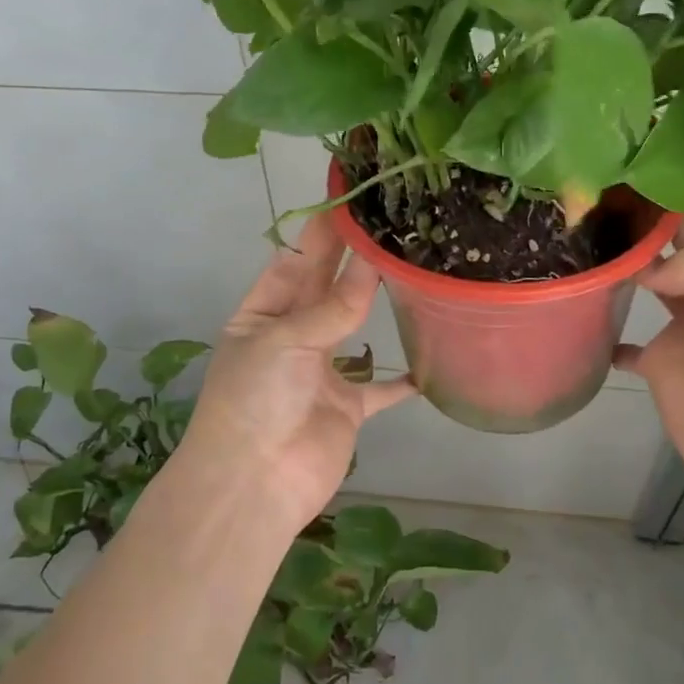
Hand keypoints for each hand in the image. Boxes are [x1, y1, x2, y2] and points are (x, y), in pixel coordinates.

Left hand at [179, 214, 415, 529]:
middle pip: (326, 288)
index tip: (351, 200)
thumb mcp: (285, 340)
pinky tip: (429, 359)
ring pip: (354, 328)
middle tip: (389, 221)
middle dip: (352, 258)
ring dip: (376, 303)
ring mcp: (321, 373)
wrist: (254, 484)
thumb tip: (374, 264)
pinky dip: (402, 378)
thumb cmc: (256, 399)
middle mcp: (291, 337)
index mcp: (262, 315)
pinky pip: (380, 388)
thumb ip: (334, 306)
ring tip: (411, 268)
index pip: (296, 262)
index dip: (322, 232)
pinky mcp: (347, 407)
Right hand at [614, 207, 683, 512]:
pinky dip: (609, 331)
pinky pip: (628, 343)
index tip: (664, 163)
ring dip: (631, 260)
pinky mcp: (662, 362)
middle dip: (659, 215)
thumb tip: (651, 272)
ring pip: (654, 279)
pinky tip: (584, 305)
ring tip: (591, 232)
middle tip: (613, 187)